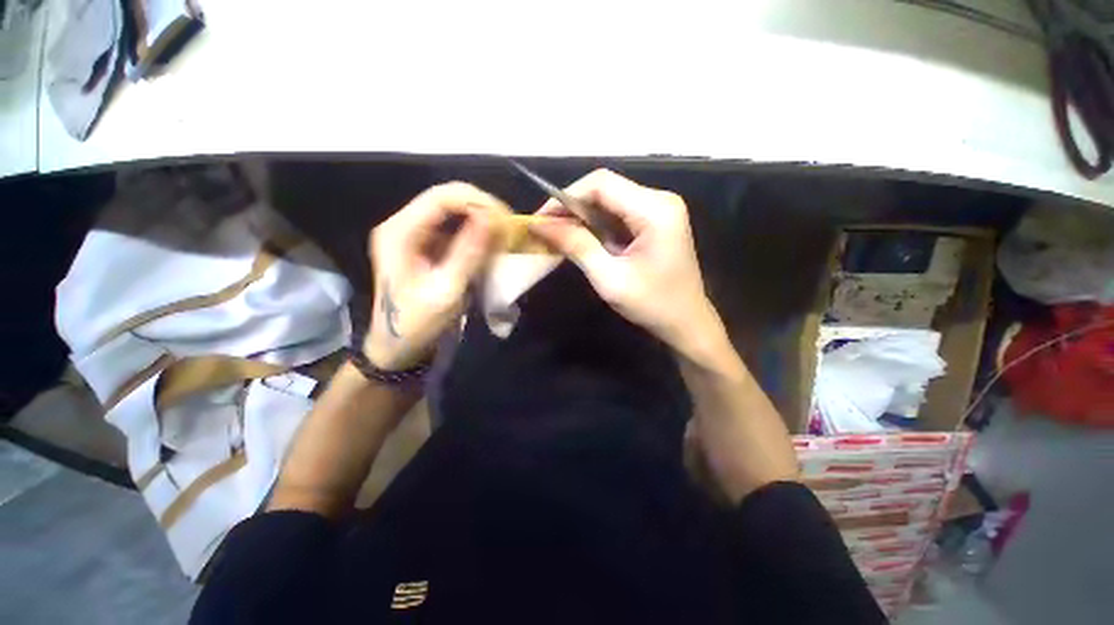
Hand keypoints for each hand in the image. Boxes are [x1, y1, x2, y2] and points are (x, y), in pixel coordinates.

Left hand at [365, 183, 508, 369]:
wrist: (398, 346)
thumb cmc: (418, 323)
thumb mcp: (446, 290)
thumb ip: (468, 252)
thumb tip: (492, 218)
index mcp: (400, 232)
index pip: (441, 197)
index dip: (477, 201)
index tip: (506, 219)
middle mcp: (403, 225)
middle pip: (446, 198)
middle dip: (482, 208)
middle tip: (509, 227)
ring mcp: (413, 234)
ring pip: (452, 211)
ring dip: (480, 219)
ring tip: (504, 234)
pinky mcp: (424, 245)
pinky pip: (453, 228)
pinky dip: (475, 232)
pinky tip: (491, 243)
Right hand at [529, 170, 721, 354]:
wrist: (687, 323)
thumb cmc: (653, 305)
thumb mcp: (610, 279)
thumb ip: (577, 246)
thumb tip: (542, 225)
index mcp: (655, 209)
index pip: (601, 184)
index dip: (566, 197)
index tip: (541, 219)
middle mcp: (659, 200)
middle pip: (605, 189)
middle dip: (571, 207)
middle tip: (545, 230)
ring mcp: (659, 210)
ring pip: (609, 202)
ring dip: (581, 217)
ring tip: (557, 235)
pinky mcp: (654, 222)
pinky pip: (618, 215)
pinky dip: (595, 226)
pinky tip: (580, 240)